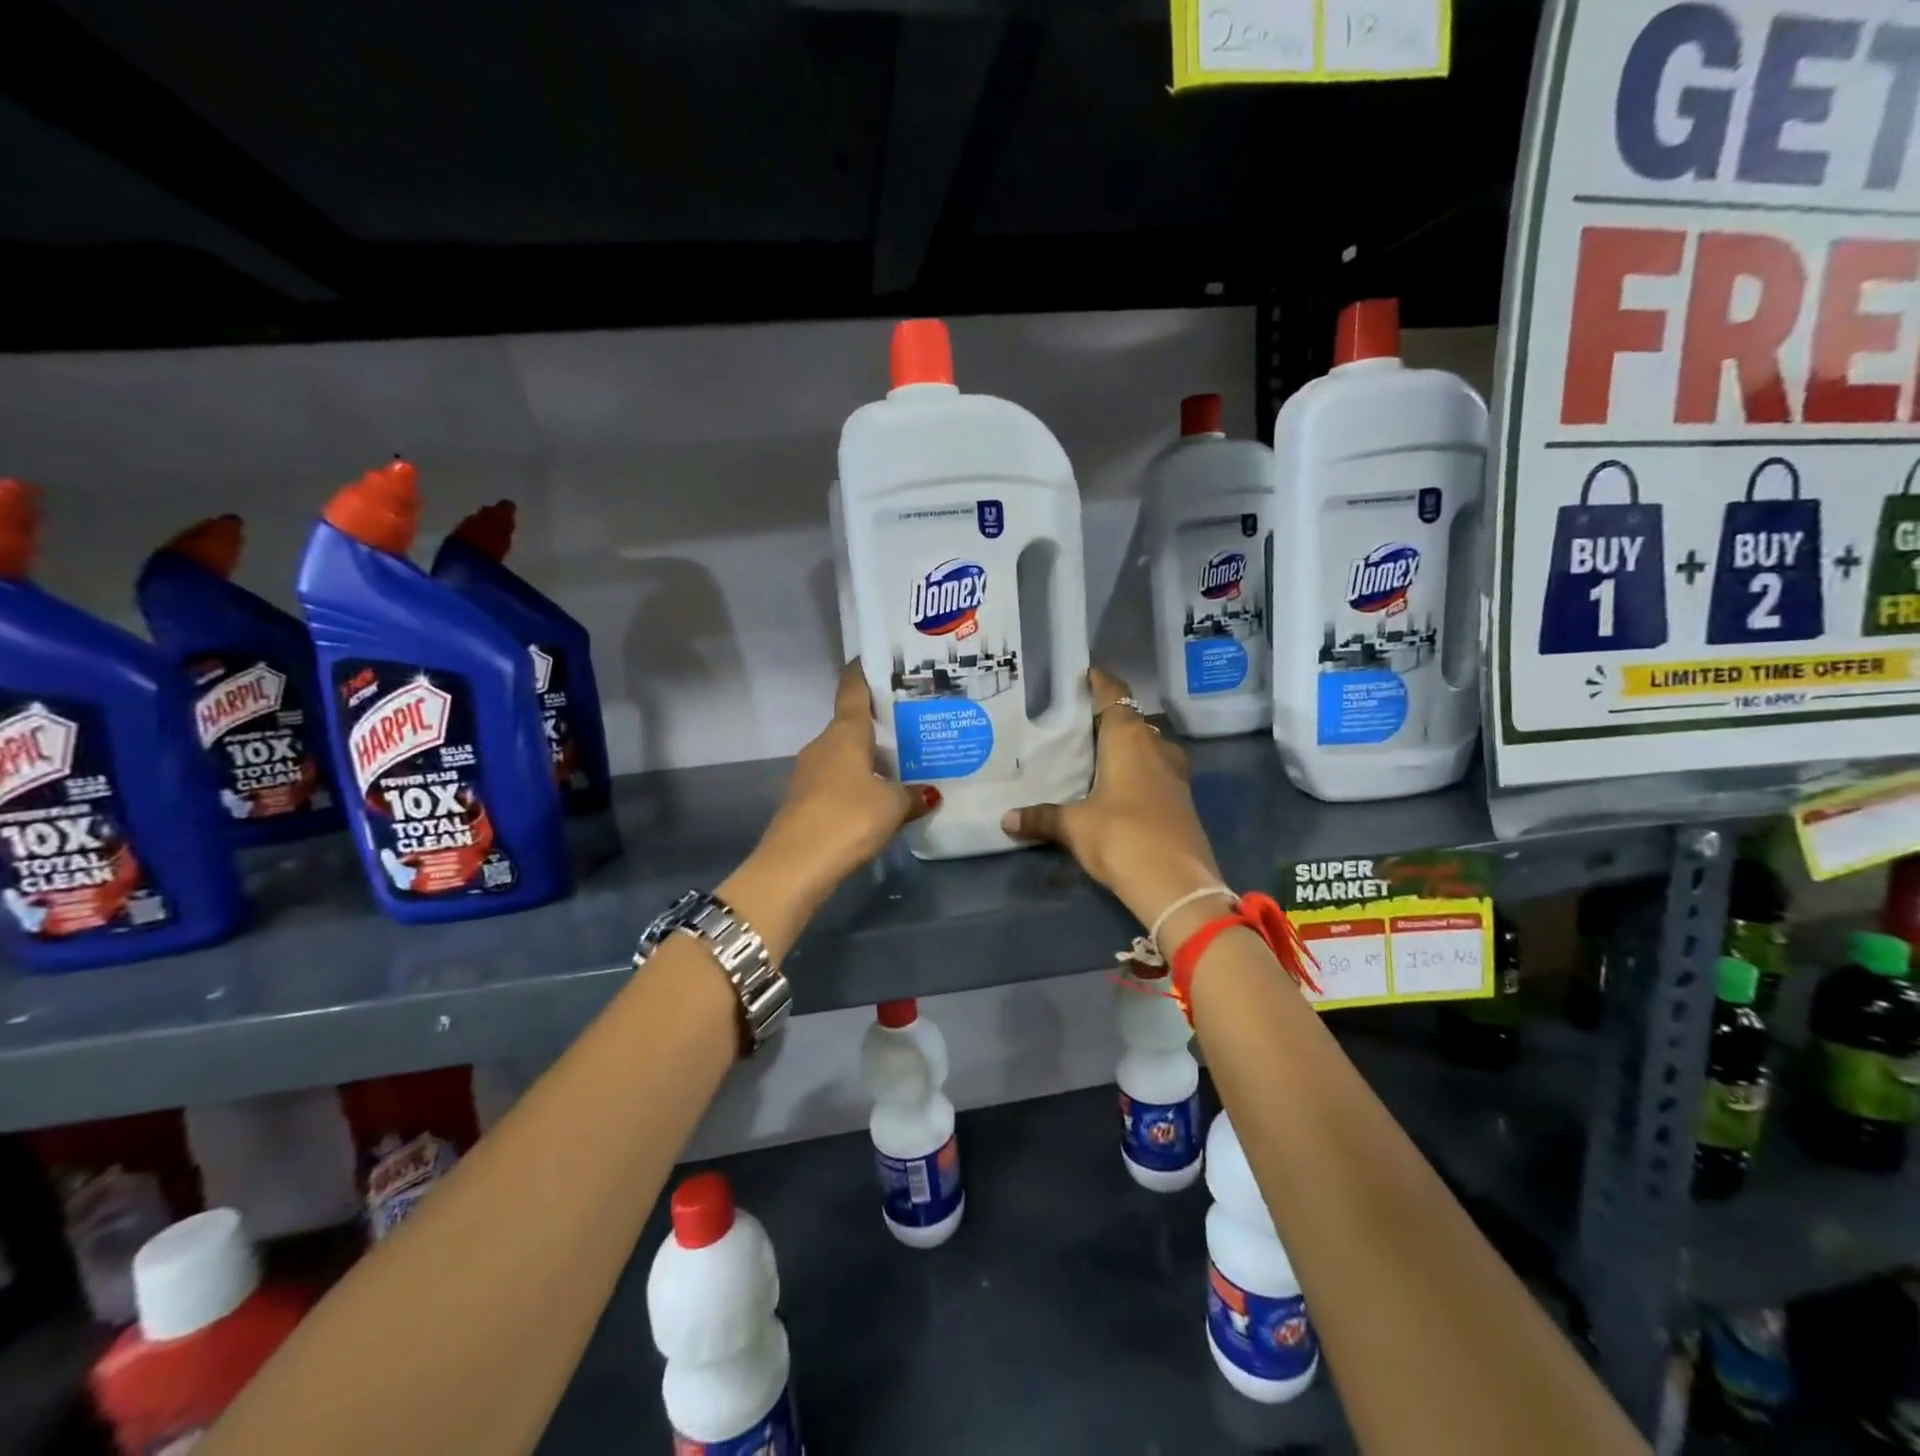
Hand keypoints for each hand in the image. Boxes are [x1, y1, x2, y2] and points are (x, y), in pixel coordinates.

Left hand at [745, 663, 937, 916]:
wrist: (795, 866)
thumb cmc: (848, 818)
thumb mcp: (892, 806)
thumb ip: (913, 795)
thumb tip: (929, 793)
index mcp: (844, 733)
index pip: (852, 689)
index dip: (864, 671)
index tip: (880, 660)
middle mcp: (823, 745)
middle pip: (852, 725)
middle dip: (880, 723)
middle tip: (914, 722)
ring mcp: (809, 773)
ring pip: (845, 755)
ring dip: (870, 757)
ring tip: (905, 762)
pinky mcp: (805, 801)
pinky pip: (838, 781)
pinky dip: (858, 782)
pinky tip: (880, 797)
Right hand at [1002, 668, 1227, 947]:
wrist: (1178, 884)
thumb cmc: (1121, 837)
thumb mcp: (1074, 827)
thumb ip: (1042, 818)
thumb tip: (1007, 819)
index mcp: (1129, 739)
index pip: (1114, 696)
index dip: (1100, 683)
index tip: (1086, 674)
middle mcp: (1156, 748)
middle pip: (1132, 721)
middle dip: (1109, 719)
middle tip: (1078, 724)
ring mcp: (1175, 775)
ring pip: (1149, 747)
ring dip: (1127, 747)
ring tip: (1097, 756)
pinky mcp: (1182, 802)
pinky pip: (1156, 773)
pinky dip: (1138, 772)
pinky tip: (1118, 789)